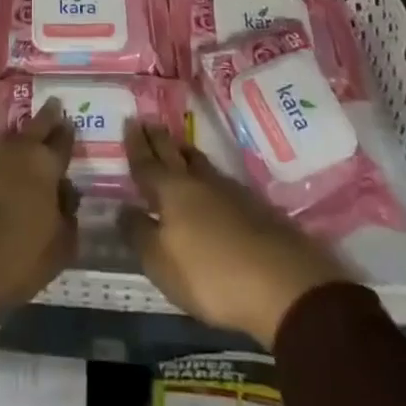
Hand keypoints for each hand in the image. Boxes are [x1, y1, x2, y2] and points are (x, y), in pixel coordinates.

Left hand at [0, 99, 78, 327]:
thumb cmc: (7, 263)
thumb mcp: (53, 255)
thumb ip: (67, 221)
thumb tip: (66, 199)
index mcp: (44, 166)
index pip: (63, 140)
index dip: (68, 132)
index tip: (70, 124)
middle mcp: (16, 149)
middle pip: (37, 124)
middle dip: (47, 117)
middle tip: (54, 109)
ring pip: (10, 137)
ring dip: (20, 139)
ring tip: (25, 148)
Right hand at [120, 119, 351, 347]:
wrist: (282, 283)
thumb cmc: (210, 274)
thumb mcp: (161, 263)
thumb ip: (139, 234)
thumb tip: (123, 209)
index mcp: (171, 190)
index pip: (147, 162)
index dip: (136, 145)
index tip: (129, 122)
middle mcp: (198, 182)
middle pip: (174, 154)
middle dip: (159, 139)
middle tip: (148, 122)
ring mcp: (229, 191)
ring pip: (200, 163)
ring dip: (184, 153)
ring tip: (177, 147)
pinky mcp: (254, 207)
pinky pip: (220, 180)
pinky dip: (206, 175)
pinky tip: (210, 183)